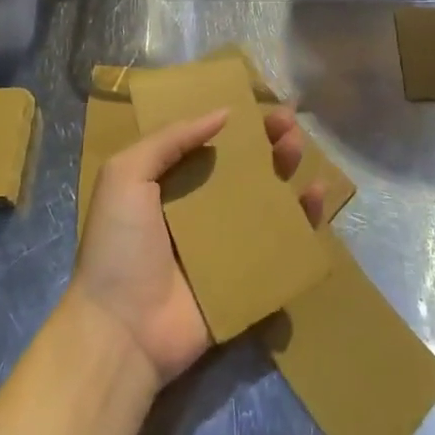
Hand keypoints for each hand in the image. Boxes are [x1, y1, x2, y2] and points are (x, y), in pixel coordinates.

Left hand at [72, 105, 325, 388]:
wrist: (122, 330)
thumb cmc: (119, 245)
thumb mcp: (126, 175)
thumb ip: (170, 139)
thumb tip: (222, 112)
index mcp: (171, 184)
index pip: (211, 143)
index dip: (237, 123)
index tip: (262, 104)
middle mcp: (202, 209)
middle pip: (245, 167)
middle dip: (267, 141)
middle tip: (287, 124)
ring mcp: (228, 244)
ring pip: (268, 199)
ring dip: (287, 170)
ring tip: (297, 150)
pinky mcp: (249, 276)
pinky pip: (283, 243)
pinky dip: (303, 219)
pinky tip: (315, 197)